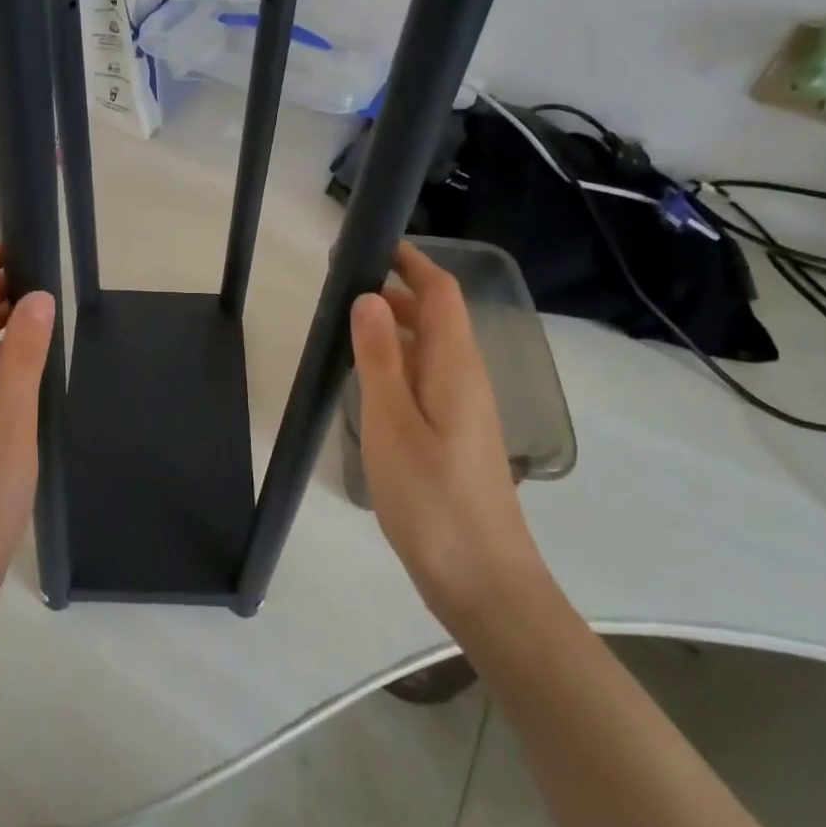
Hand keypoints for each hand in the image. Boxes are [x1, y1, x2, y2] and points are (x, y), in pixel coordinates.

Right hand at [351, 242, 544, 624]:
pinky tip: (367, 381)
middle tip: (341, 286)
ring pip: (430, 349)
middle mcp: (466, 378)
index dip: (411, 262)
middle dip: (396, 290)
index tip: (370, 245)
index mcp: (456, 365)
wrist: (483, 581)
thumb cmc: (432, 498)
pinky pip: (426, 379)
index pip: (442, 292)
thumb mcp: (392, 422)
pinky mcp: (455, 436)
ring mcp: (464, 409)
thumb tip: (370, 298)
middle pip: (437, 316)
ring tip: (346, 326)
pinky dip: (397, 363)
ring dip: (395, 327)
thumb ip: (380, 358)